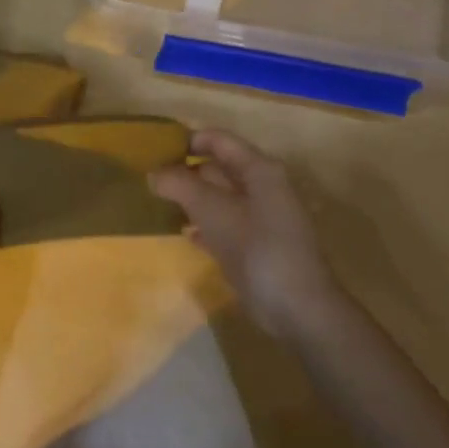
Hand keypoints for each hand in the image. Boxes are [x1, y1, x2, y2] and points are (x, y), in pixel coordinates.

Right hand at [149, 128, 346, 339]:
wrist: (297, 307)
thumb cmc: (257, 247)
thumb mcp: (212, 210)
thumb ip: (180, 185)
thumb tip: (154, 173)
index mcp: (260, 170)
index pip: (220, 141)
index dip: (188, 140)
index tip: (155, 150)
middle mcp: (264, 188)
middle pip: (220, 169)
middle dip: (187, 171)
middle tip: (151, 178)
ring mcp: (262, 220)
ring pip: (221, 199)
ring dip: (193, 199)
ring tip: (159, 203)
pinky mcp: (257, 248)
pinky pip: (225, 226)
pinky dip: (204, 225)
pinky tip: (184, 233)